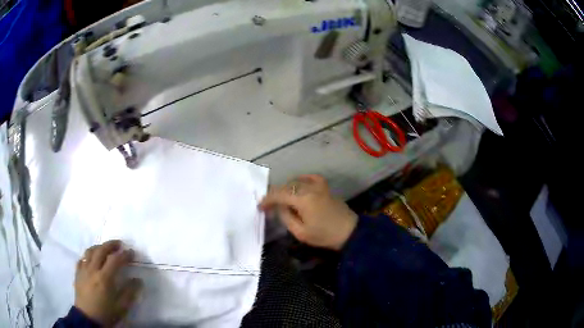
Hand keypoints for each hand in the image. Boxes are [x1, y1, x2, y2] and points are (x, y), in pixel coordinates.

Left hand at [75, 240, 141, 326]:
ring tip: (105, 248)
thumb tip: (138, 280)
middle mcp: (93, 269)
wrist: (88, 318)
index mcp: (104, 278)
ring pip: (90, 251)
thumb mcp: (121, 307)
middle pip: (101, 250)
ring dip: (99, 247)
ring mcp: (83, 269)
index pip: (115, 260)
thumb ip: (130, 292)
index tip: (132, 252)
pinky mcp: (77, 273)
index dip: (124, 254)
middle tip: (119, 244)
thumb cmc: (106, 313)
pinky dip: (88, 255)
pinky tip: (91, 259)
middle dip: (111, 245)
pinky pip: (82, 258)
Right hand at [259, 175, 357, 250]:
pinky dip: (301, 180)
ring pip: (296, 181)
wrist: (349, 232)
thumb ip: (286, 218)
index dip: (267, 200)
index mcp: (303, 199)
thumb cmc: (324, 235)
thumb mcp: (301, 233)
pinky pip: (310, 178)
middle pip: (286, 186)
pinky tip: (297, 184)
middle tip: (268, 205)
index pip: (279, 194)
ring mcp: (319, 186)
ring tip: (280, 199)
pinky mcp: (325, 187)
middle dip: (275, 195)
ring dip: (286, 189)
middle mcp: (309, 188)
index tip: (260, 207)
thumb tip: (279, 208)